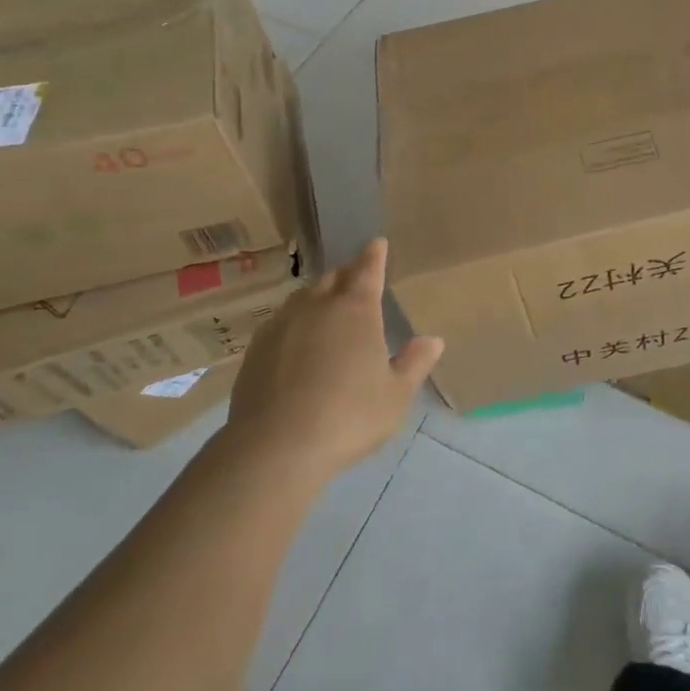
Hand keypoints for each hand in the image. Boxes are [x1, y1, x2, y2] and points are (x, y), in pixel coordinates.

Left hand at [218, 238, 442, 482]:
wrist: (275, 447)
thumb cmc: (348, 416)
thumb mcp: (395, 395)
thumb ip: (414, 364)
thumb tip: (433, 340)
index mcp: (356, 309)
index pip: (367, 269)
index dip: (374, 255)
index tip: (377, 243)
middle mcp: (318, 305)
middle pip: (333, 278)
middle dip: (347, 273)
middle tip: (356, 278)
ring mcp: (282, 323)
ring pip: (304, 297)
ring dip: (319, 295)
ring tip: (327, 307)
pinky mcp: (256, 348)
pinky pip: (281, 321)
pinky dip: (295, 321)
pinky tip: (297, 341)